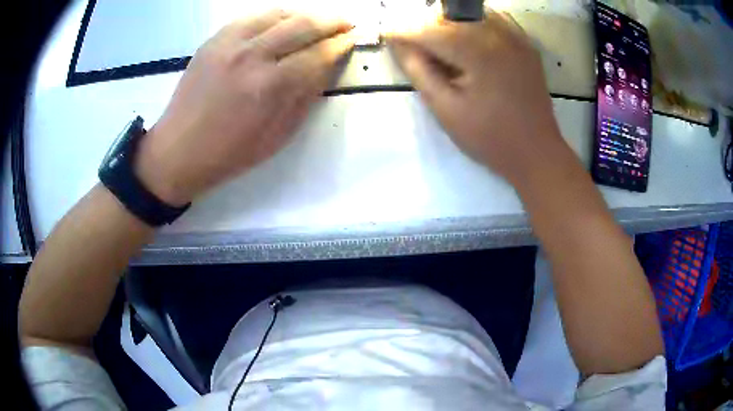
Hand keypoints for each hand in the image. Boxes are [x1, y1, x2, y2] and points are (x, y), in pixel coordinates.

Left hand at [135, 10, 353, 205]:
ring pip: (279, 14)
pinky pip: (252, 17)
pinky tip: (283, 22)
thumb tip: (328, 67)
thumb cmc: (230, 153)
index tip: (355, 39)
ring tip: (318, 21)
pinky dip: (275, 16)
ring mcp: (229, 43)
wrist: (179, 150)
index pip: (319, 53)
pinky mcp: (214, 40)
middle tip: (346, 24)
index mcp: (270, 86)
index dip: (342, 44)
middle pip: (304, 24)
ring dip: (305, 15)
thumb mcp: (278, 135)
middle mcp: (252, 55)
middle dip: (332, 21)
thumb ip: (306, 97)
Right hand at [387, 10, 568, 182]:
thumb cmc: (490, 138)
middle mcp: (498, 34)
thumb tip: (399, 45)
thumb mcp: (446, 110)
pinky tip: (469, 44)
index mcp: (477, 51)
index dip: (404, 32)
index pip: (429, 30)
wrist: (537, 152)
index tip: (387, 35)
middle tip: (416, 47)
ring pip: (471, 15)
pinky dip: (475, 25)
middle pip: (449, 16)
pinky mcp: (526, 45)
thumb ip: (419, 71)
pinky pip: (494, 21)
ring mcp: (516, 37)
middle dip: (427, 27)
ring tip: (443, 47)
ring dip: (450, 24)